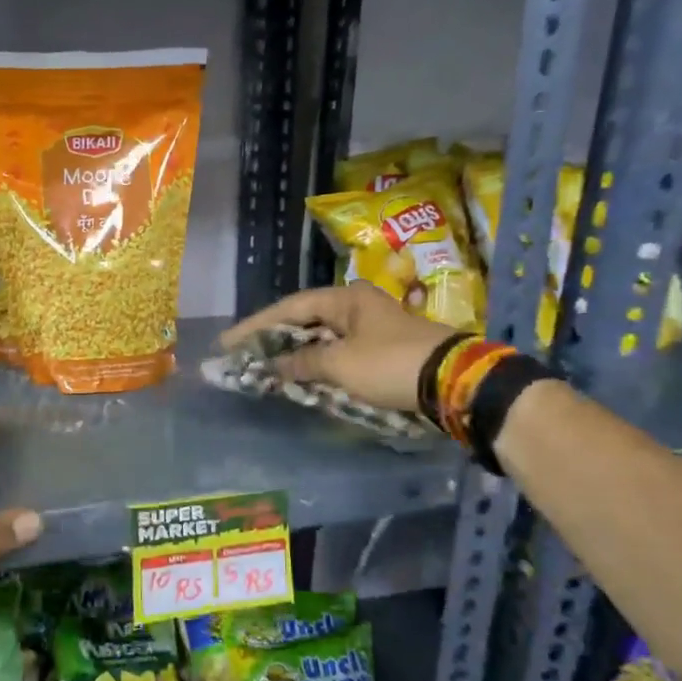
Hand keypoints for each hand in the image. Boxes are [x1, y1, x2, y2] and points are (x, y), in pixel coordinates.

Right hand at [220, 284, 461, 414]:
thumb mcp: (340, 364)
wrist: (453, 381)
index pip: (290, 308)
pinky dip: (317, 364)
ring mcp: (371, 327)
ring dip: (295, 353)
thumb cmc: (390, 364)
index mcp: (345, 299)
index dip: (257, 326)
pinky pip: (338, 353)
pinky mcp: (381, 349)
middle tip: (244, 354)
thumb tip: (276, 366)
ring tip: (266, 366)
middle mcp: (357, 306)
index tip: (228, 342)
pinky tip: (301, 375)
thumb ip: (303, 362)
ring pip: (322, 338)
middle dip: (274, 339)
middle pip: (305, 320)